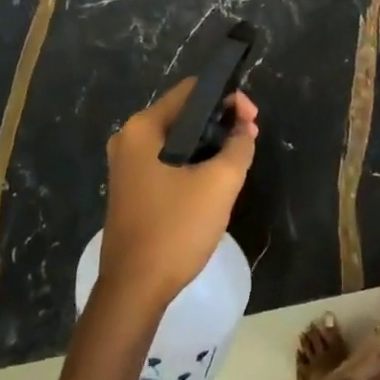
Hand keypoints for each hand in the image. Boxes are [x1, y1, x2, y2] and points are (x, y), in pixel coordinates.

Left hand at [100, 79, 258, 307]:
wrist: (134, 289)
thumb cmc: (176, 228)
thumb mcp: (220, 183)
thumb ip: (239, 146)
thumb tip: (244, 128)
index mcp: (143, 128)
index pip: (192, 91)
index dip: (228, 97)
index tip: (252, 120)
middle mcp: (129, 138)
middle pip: (184, 113)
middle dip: (220, 122)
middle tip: (249, 139)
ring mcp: (127, 165)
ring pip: (178, 139)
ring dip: (209, 144)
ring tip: (238, 159)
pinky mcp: (131, 187)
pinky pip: (168, 160)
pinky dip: (193, 161)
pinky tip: (213, 179)